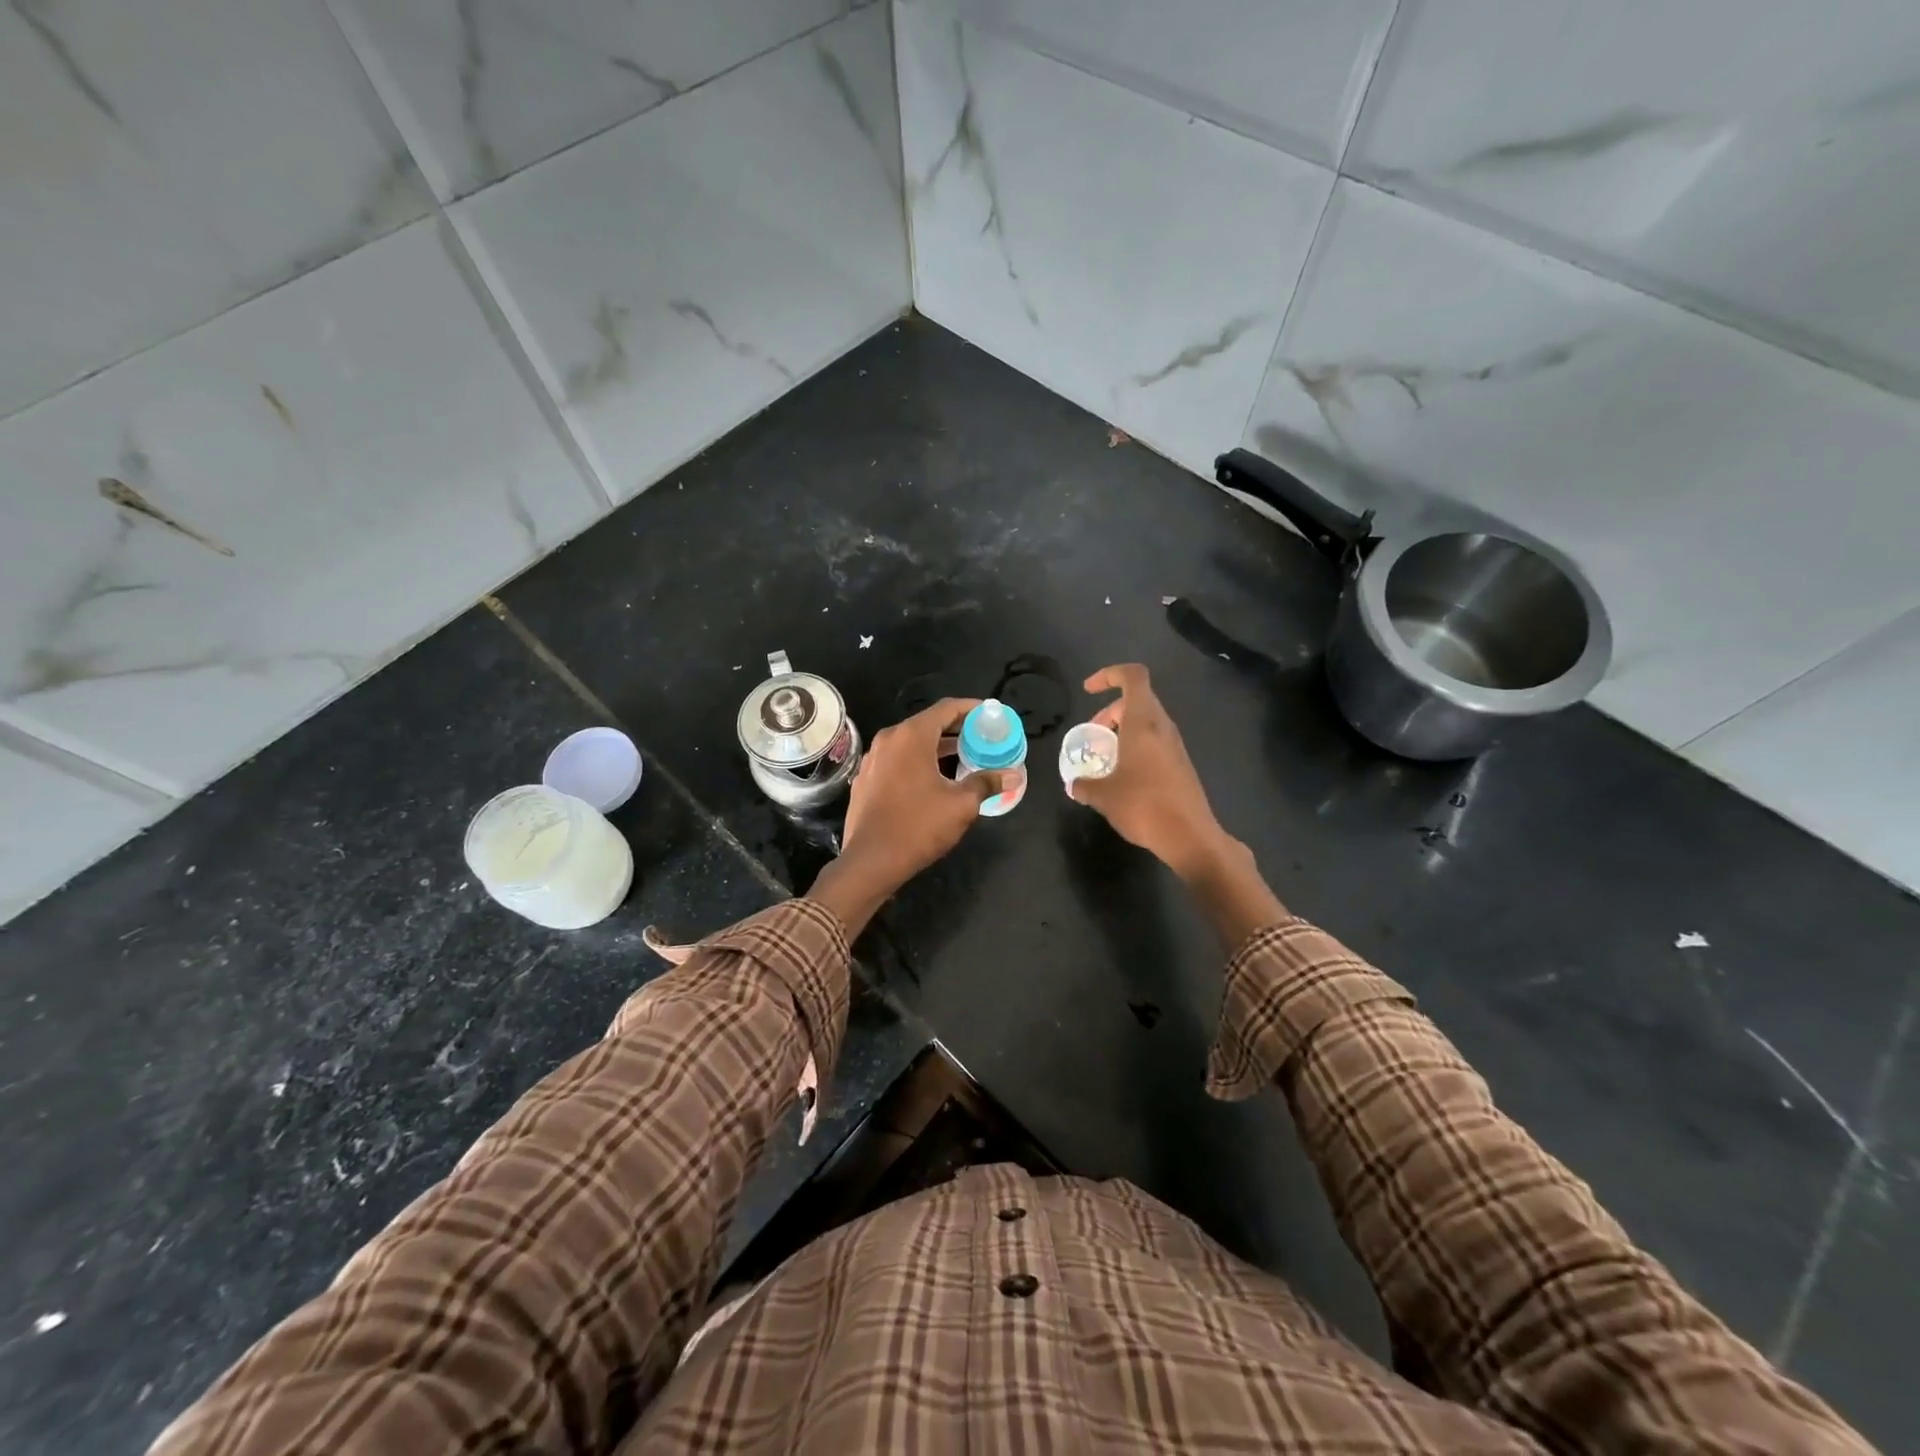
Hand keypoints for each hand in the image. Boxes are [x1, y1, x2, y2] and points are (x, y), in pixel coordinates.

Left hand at [836, 697, 1001, 893]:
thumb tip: (1013, 775)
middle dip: (956, 729)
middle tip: (982, 738)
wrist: (870, 861)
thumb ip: (986, 783)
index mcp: (911, 736)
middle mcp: (889, 740)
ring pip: (911, 743)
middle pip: (928, 723)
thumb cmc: (918, 826)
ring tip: (963, 758)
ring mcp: (873, 759)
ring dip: (937, 747)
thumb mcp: (961, 805)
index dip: (971, 708)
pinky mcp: (866, 779)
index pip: (946, 708)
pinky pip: (897, 760)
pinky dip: (918, 761)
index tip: (990, 714)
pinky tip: (933, 780)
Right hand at [1070, 665, 1230, 879]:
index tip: (1088, 691)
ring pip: (1146, 722)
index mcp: (1143, 722)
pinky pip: (1154, 742)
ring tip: (1104, 757)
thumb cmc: (1143, 806)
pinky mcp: (1180, 764)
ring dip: (1122, 730)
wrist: (1190, 836)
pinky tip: (1122, 776)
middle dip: (1109, 711)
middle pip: (1137, 699)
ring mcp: (1175, 746)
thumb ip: (1084, 785)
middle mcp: (1162, 727)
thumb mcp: (1103, 796)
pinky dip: (1135, 747)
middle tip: (1092, 734)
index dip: (1109, 674)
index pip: (1132, 676)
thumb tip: (1074, 784)